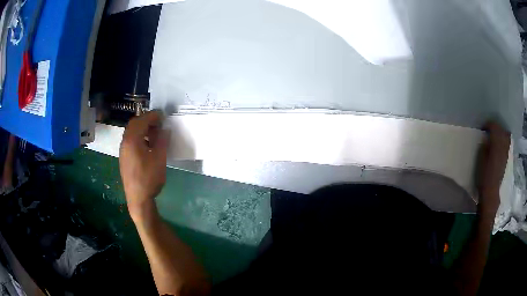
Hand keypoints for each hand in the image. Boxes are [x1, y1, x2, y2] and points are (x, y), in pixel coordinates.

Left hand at [119, 111, 168, 220]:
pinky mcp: (124, 158)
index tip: (163, 116)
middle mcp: (125, 142)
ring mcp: (123, 151)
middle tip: (159, 123)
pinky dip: (139, 137)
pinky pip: (130, 141)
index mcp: (132, 140)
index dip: (153, 116)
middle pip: (134, 124)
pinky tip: (147, 145)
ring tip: (155, 134)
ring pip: (131, 132)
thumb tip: (165, 129)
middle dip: (146, 120)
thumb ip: (162, 141)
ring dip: (142, 129)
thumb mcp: (159, 159)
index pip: (142, 121)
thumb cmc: (149, 179)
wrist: (138, 199)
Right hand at [476, 121, 509, 214]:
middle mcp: (503, 146)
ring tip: (495, 136)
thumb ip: (484, 146)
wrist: (491, 192)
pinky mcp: (507, 158)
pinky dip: (504, 140)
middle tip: (489, 130)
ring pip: (506, 135)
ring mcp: (506, 152)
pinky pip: (507, 143)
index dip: (488, 124)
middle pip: (501, 130)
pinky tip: (500, 144)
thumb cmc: (484, 176)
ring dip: (500, 133)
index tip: (483, 128)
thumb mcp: (480, 160)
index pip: (494, 127)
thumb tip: (486, 139)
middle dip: (495, 127)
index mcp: (496, 145)